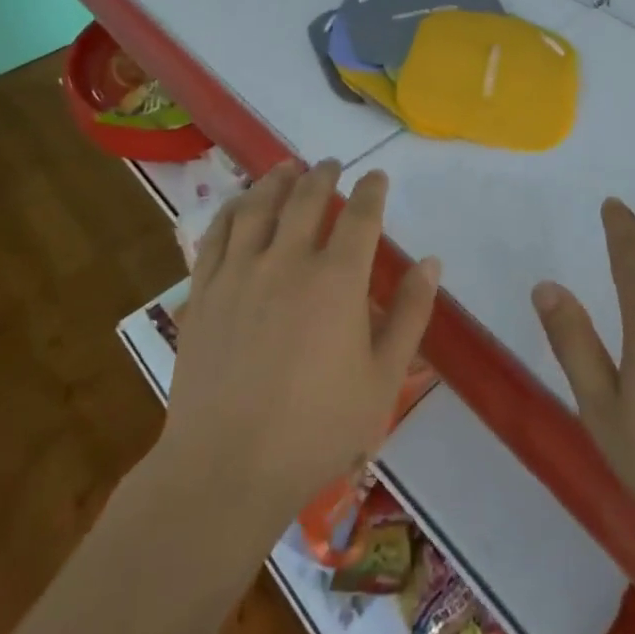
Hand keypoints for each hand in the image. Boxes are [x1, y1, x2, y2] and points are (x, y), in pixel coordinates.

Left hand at [162, 160, 439, 524]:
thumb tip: (431, 262)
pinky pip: (217, 235)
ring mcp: (239, 272)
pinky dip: (232, 210)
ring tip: (287, 168)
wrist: (226, 468)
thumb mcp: (383, 379)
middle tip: (331, 165)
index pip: (360, 216)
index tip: (377, 176)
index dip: (371, 190)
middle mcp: (287, 261)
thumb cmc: (316, 429)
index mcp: (336, 280)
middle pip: (307, 198)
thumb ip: (411, 315)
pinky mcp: (204, 292)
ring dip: (276, 180)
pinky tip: (239, 204)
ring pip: (259, 206)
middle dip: (323, 175)